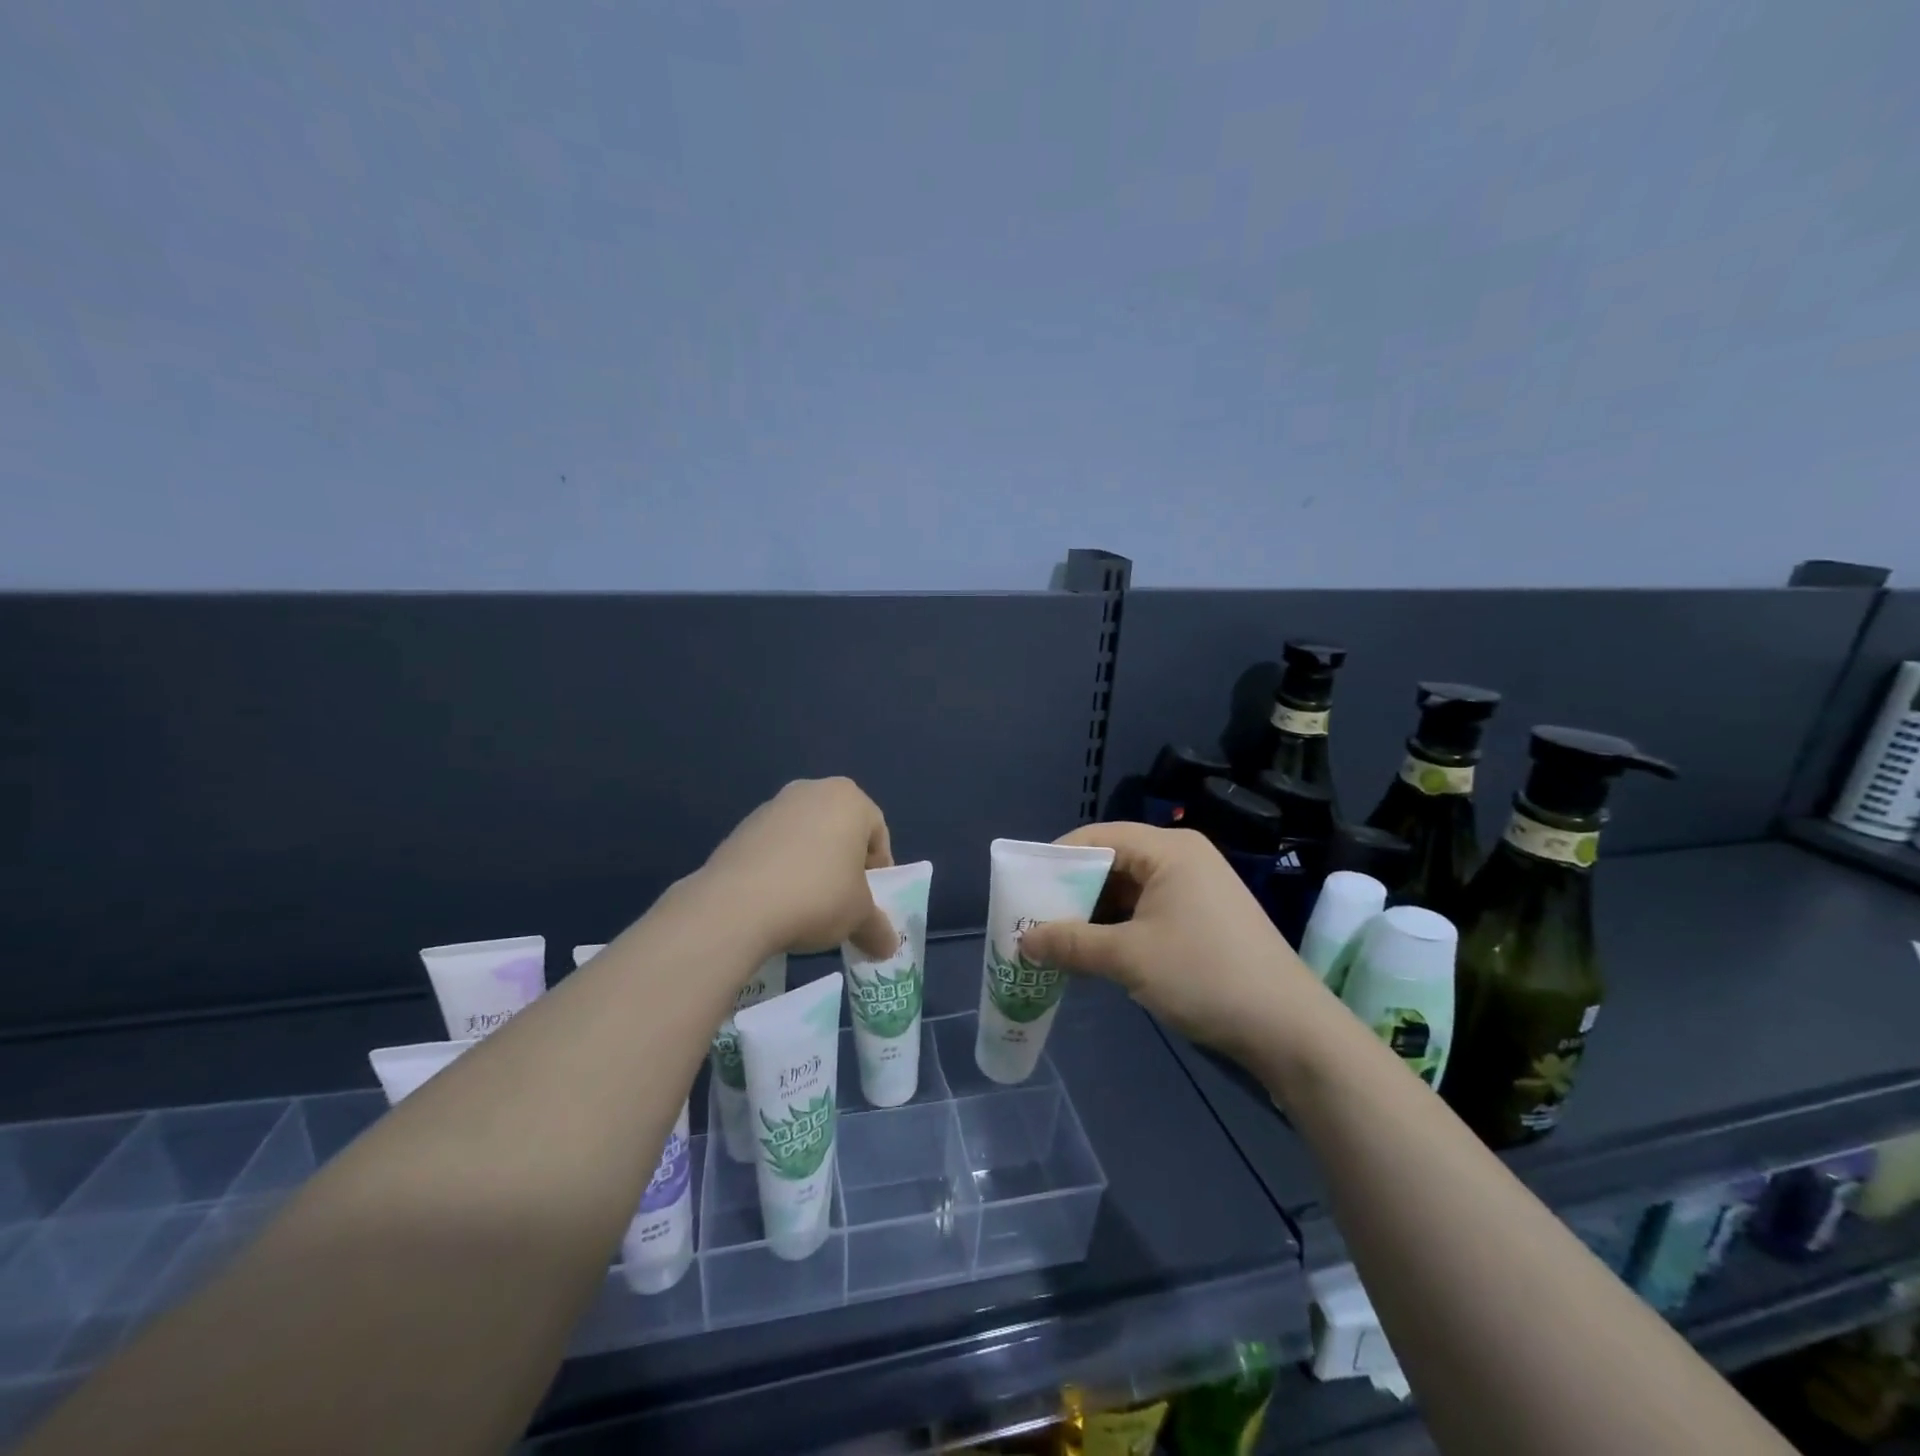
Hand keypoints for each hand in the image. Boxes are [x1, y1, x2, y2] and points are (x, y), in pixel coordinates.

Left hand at [698, 778, 897, 959]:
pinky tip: (775, 900)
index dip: (878, 871)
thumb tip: (887, 947)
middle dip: (844, 865)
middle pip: (840, 830)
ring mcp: (772, 806)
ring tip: (805, 905)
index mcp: (849, 798)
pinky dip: (781, 869)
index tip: (868, 901)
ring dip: (811, 866)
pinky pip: (774, 848)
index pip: (878, 834)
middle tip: (841, 901)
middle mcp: (811, 790)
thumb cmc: (818, 896)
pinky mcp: (741, 827)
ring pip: (806, 837)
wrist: (737, 905)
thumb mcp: (859, 916)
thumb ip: (877, 927)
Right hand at [1018, 823, 1337, 1074]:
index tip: (1023, 887)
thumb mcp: (1128, 958)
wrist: (1290, 1030)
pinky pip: (1148, 912)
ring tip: (1057, 941)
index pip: (1099, 836)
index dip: (1056, 858)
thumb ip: (1071, 943)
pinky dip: (1119, 929)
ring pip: (1129, 891)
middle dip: (1072, 891)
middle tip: (1035, 919)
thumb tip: (1023, 941)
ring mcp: (1197, 890)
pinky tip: (1095, 955)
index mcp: (1169, 850)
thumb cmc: (1205, 976)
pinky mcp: (1204, 920)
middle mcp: (1183, 859)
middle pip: (1113, 862)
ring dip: (1093, 915)